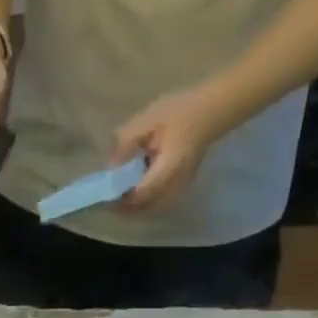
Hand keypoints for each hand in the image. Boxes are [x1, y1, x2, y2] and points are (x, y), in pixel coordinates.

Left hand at [112, 86, 227, 210]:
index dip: (121, 200)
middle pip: (147, 209)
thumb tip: (110, 166)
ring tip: (118, 199)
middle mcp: (176, 183)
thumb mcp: (149, 120)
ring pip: (154, 208)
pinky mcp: (182, 184)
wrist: (214, 109)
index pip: (141, 195)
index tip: (103, 196)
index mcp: (168, 168)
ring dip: (135, 208)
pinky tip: (134, 192)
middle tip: (108, 202)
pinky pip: (160, 202)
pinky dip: (145, 203)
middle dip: (126, 209)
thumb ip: (127, 143)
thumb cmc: (182, 110)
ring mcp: (181, 186)